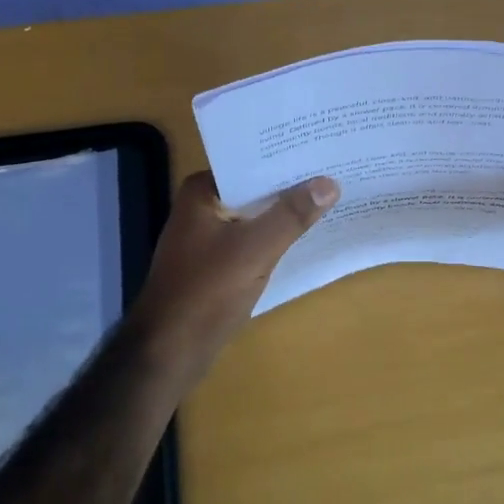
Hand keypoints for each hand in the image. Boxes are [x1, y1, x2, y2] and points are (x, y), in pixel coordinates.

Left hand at [127, 170, 338, 381]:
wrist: (168, 354)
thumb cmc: (206, 292)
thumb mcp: (255, 249)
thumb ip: (292, 215)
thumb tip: (329, 182)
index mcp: (202, 192)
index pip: (250, 162)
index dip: (286, 157)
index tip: (322, 149)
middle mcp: (202, 207)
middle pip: (255, 188)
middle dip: (290, 184)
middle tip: (335, 171)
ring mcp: (208, 237)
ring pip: (255, 216)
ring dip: (285, 212)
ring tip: (330, 197)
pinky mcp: (216, 264)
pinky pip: (252, 240)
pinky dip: (275, 236)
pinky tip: (306, 235)